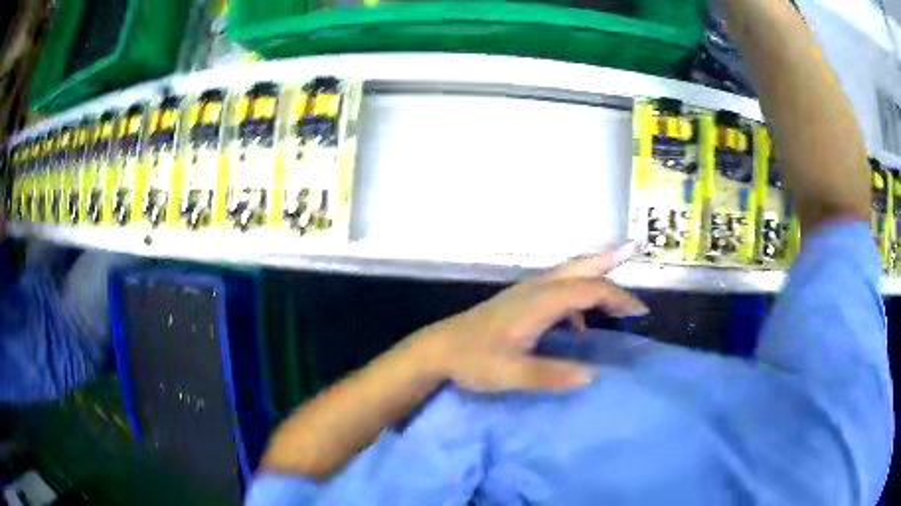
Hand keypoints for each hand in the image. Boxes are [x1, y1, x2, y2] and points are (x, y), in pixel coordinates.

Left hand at [415, 243, 647, 392]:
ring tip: (617, 284)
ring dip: (596, 274)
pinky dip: (578, 296)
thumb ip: (551, 375)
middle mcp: (537, 288)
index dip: (619, 299)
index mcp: (540, 301)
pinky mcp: (521, 300)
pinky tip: (581, 323)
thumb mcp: (511, 374)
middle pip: (581, 267)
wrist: (438, 349)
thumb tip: (593, 375)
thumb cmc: (473, 360)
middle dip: (610, 260)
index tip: (640, 315)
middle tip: (636, 250)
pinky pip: (559, 289)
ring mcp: (527, 292)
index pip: (590, 290)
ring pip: (570, 273)